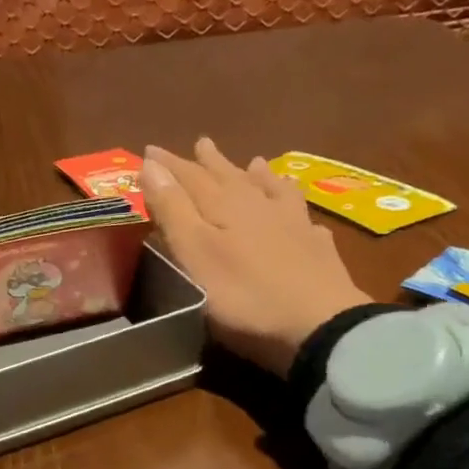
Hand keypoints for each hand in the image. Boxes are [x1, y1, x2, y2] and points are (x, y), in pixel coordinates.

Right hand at [142, 137, 372, 375]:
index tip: (150, 148)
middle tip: (202, 143)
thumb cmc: (242, 295)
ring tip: (254, 163)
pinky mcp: (317, 250)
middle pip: (231, 178)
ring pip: (272, 191)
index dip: (169, 165)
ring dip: (259, 176)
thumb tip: (151, 163)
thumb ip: (173, 210)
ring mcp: (294, 225)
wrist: (318, 325)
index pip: (190, 177)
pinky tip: (301, 213)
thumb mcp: (195, 253)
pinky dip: (295, 208)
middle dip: (212, 162)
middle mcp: (260, 206)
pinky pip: (303, 218)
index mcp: (225, 206)